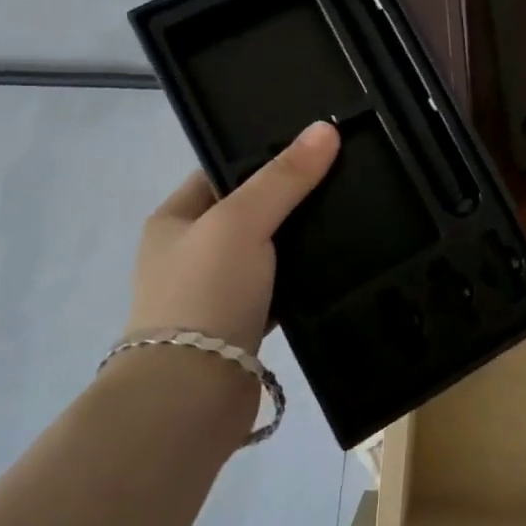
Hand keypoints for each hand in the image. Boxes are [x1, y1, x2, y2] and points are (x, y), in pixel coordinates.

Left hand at [126, 120, 340, 351]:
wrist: (191, 396)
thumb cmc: (205, 292)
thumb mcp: (242, 221)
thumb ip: (284, 177)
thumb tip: (325, 129)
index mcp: (175, 219)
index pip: (222, 170)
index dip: (265, 156)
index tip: (314, 147)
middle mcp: (190, 252)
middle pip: (249, 210)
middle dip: (290, 198)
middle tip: (342, 178)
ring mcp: (215, 290)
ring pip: (268, 251)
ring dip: (299, 241)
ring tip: (350, 214)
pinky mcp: (241, 324)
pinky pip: (279, 288)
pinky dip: (302, 279)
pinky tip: (338, 264)